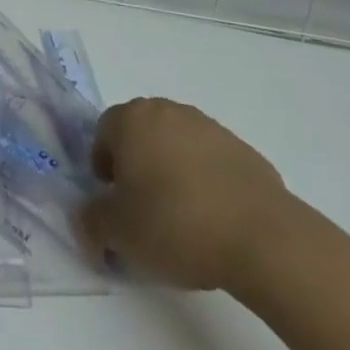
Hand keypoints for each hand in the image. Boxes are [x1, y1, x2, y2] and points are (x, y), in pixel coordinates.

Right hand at [77, 97, 289, 290]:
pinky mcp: (243, 151)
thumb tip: (88, 220)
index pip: (103, 132)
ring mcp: (210, 128)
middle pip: (140, 135)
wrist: (261, 237)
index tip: (113, 203)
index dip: (102, 168)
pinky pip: (209, 164)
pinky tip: (213, 222)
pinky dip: (204, 185)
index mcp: (133, 119)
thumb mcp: (116, 233)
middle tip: (141, 211)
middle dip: (136, 168)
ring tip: (180, 222)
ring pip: (176, 147)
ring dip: (171, 175)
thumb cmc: (174, 223)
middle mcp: (169, 111)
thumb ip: (90, 222)